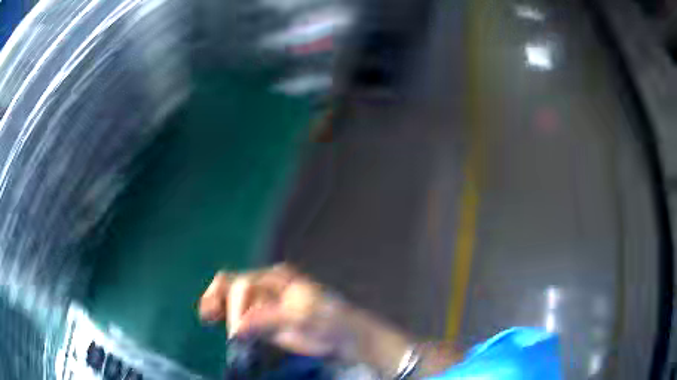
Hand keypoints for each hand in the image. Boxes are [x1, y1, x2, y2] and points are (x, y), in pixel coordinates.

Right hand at [198, 264, 348, 356]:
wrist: (344, 337)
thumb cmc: (328, 320)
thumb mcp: (302, 317)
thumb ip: (269, 319)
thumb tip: (239, 327)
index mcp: (276, 278)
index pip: (244, 283)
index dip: (236, 304)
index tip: (238, 329)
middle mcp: (265, 286)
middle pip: (233, 287)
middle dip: (223, 303)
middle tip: (224, 327)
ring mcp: (261, 303)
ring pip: (231, 297)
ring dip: (216, 304)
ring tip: (206, 315)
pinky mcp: (260, 320)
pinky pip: (236, 314)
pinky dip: (222, 314)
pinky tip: (210, 317)